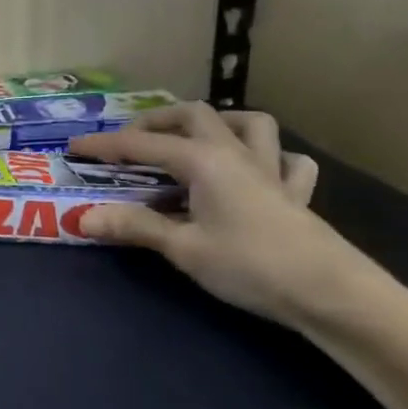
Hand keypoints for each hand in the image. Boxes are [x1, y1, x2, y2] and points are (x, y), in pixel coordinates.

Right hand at [68, 103, 387, 331]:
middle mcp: (236, 154)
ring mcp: (271, 171)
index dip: (105, 145)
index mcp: (204, 161)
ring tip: (195, 139)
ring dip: (218, 123)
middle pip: (195, 114)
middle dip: (157, 119)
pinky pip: (287, 161)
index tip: (74, 147)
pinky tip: (256, 172)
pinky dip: (269, 157)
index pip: (143, 144)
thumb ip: (135, 227)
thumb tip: (83, 217)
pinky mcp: (296, 194)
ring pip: (250, 124)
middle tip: (132, 139)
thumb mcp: (184, 249)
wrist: (332, 294)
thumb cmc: (251, 266)